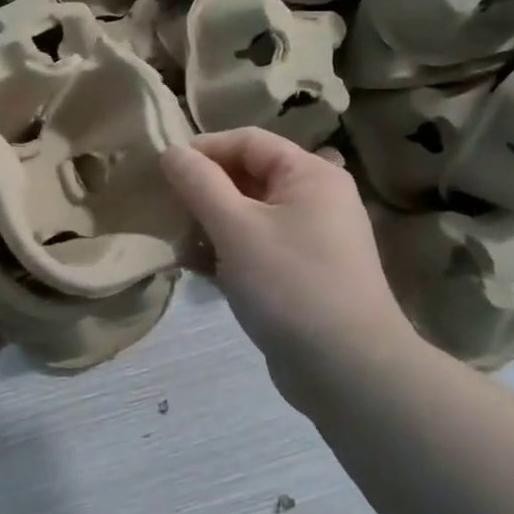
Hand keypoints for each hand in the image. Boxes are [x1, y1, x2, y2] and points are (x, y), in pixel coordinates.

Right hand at [161, 130, 411, 395]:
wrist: (349, 372)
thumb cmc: (291, 285)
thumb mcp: (236, 228)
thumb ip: (200, 184)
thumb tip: (171, 151)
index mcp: (310, 174)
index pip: (248, 141)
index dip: (204, 149)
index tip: (164, 171)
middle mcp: (317, 199)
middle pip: (249, 176)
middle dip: (205, 191)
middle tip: (167, 211)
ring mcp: (313, 239)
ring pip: (250, 216)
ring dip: (212, 225)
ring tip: (180, 245)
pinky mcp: (305, 275)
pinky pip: (259, 248)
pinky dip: (230, 253)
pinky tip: (201, 272)